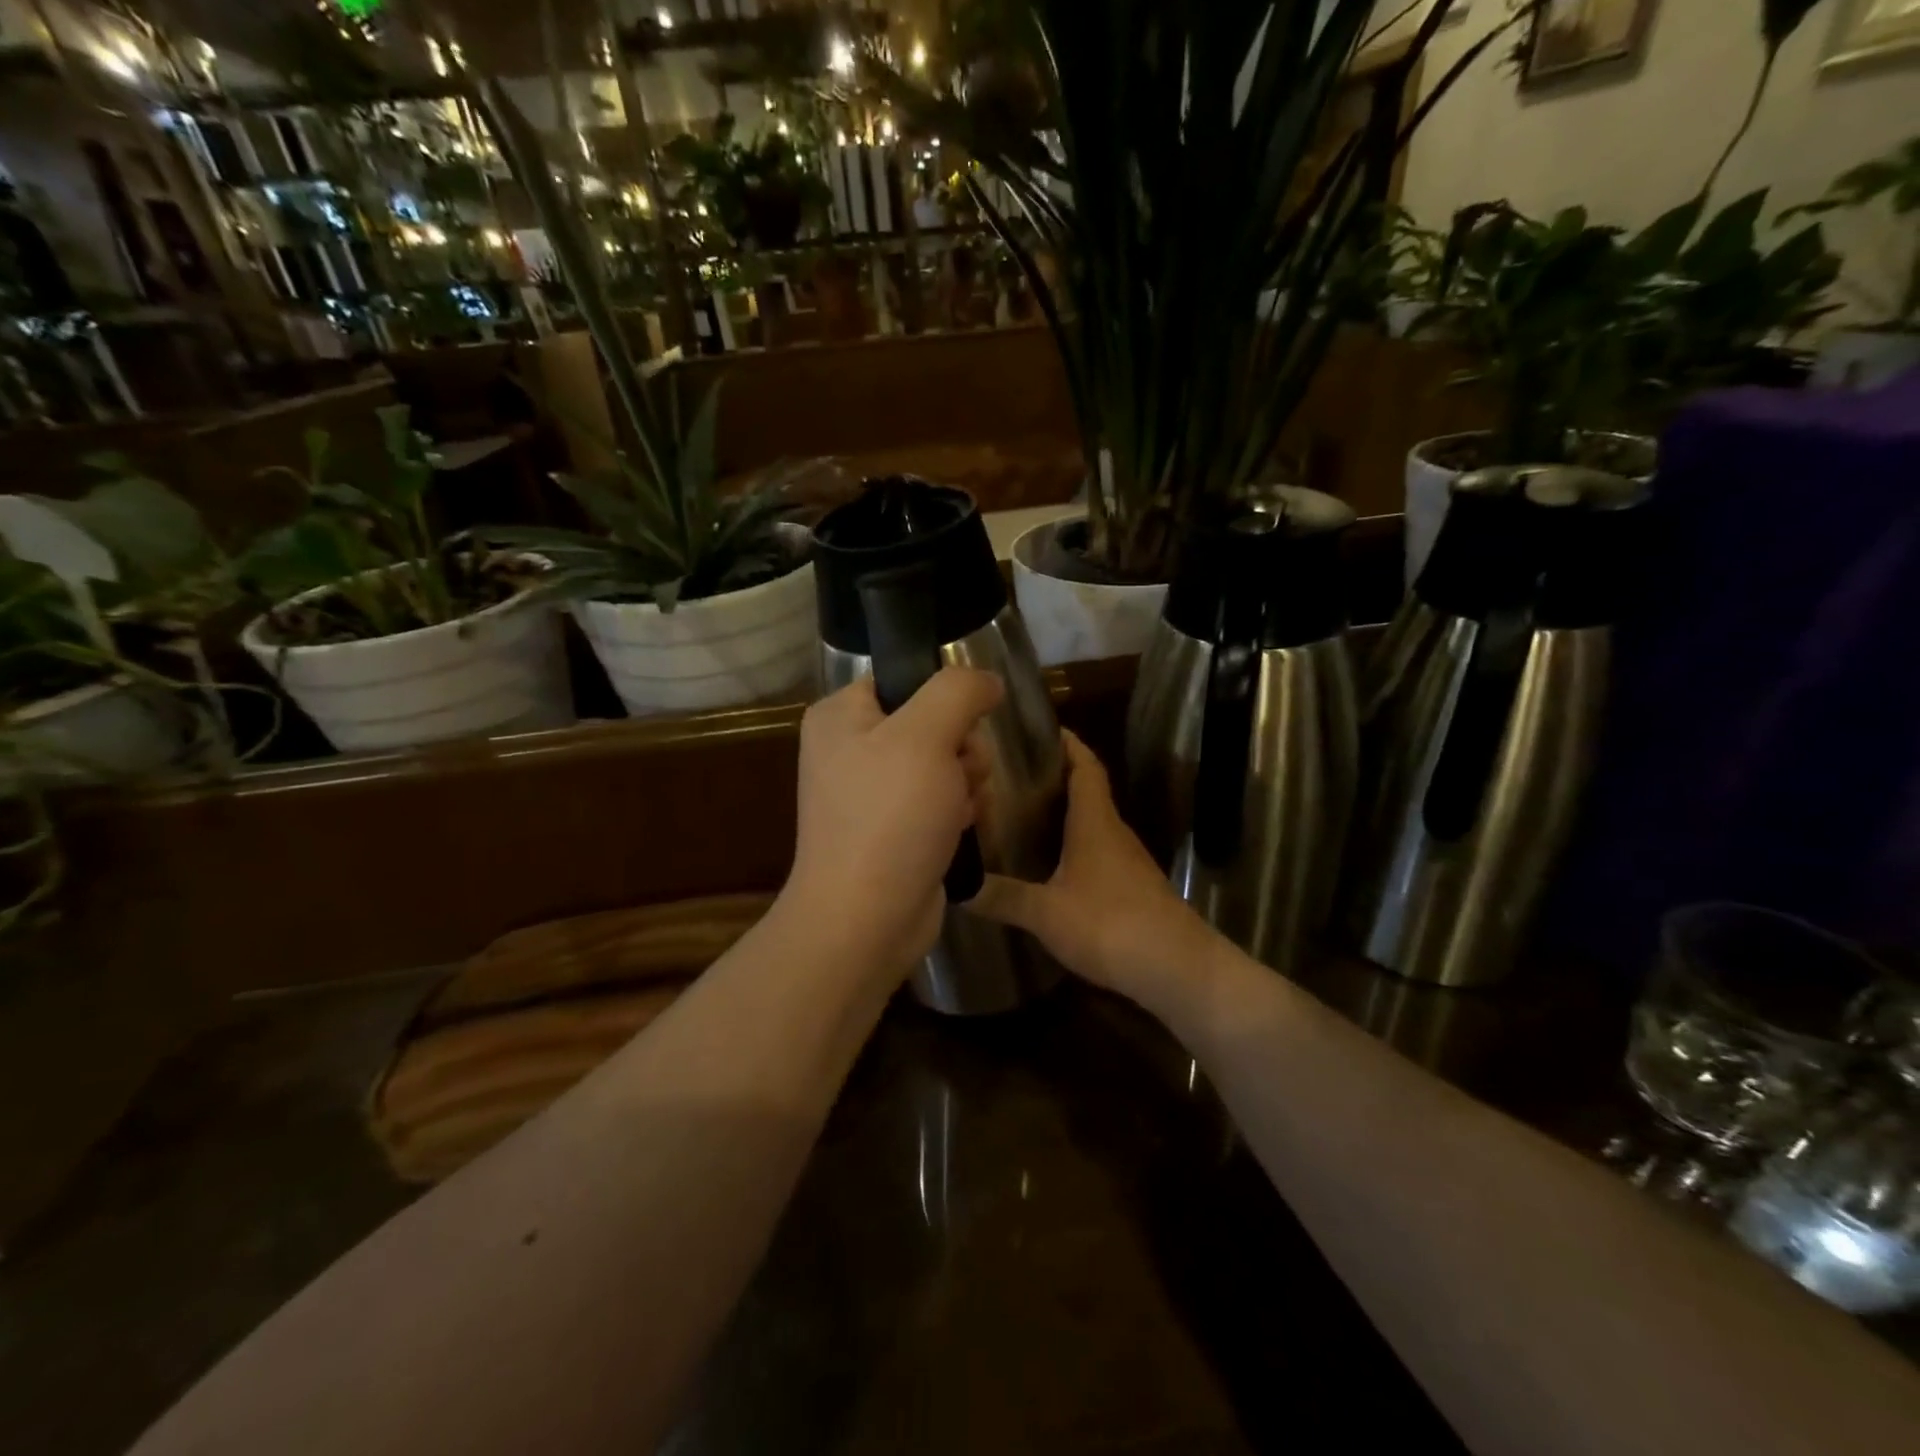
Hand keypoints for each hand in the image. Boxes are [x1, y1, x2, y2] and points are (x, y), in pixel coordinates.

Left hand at [784, 668, 1002, 977]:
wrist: (866, 921)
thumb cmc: (890, 818)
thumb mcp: (925, 736)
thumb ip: (958, 691)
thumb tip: (987, 680)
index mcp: (841, 716)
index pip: (904, 678)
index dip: (944, 698)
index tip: (963, 725)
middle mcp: (851, 749)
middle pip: (932, 722)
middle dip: (961, 748)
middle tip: (960, 775)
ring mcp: (872, 794)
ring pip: (944, 763)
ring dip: (966, 782)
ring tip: (960, 808)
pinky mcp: (893, 830)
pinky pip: (940, 801)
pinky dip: (958, 812)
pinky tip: (960, 830)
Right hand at [969, 730, 1219, 1016]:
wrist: (1176, 968)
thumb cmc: (1110, 924)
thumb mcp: (1046, 912)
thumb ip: (1003, 897)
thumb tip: (956, 886)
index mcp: (1095, 822)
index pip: (1085, 767)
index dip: (1068, 744)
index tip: (1043, 728)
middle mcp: (1114, 832)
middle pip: (1088, 791)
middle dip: (1056, 777)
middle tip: (1013, 774)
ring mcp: (1128, 862)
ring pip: (1093, 824)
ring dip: (1065, 813)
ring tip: (1023, 815)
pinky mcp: (1133, 888)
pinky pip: (1098, 852)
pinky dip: (1074, 846)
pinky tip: (1051, 866)